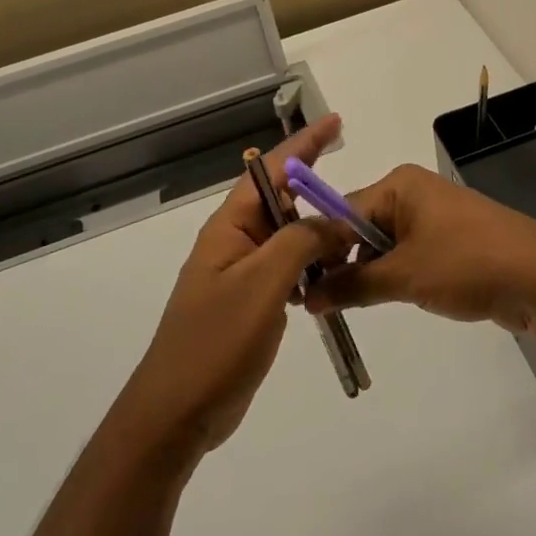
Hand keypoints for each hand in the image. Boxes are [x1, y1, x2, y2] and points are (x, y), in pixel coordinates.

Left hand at [115, 115, 351, 458]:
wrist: (177, 412)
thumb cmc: (216, 342)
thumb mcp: (263, 284)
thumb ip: (302, 243)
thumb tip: (337, 221)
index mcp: (230, 226)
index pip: (271, 170)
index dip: (304, 145)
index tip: (336, 123)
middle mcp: (235, 241)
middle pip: (282, 201)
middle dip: (317, 189)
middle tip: (358, 190)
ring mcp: (241, 273)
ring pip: (288, 237)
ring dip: (319, 233)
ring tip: (354, 234)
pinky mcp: (250, 302)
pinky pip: (287, 269)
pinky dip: (312, 266)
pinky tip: (333, 276)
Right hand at [304, 164, 535, 334]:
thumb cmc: (466, 263)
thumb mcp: (403, 276)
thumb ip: (352, 285)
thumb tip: (307, 298)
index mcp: (399, 185)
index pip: (342, 211)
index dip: (319, 248)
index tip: (296, 283)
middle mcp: (413, 192)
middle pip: (361, 226)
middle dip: (343, 262)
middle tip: (318, 302)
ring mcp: (434, 216)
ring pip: (383, 244)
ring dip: (367, 273)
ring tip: (346, 306)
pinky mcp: (450, 241)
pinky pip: (407, 254)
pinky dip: (393, 275)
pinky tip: (385, 299)